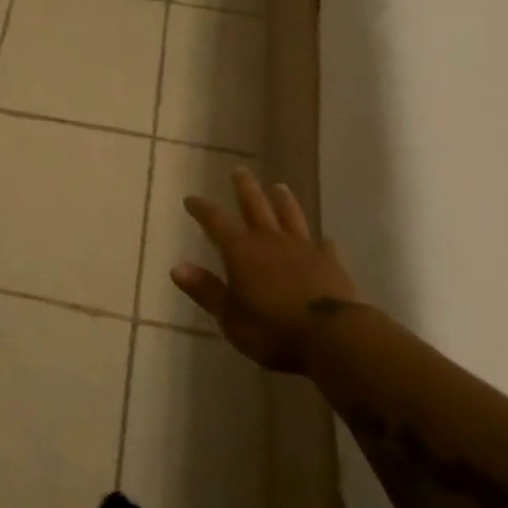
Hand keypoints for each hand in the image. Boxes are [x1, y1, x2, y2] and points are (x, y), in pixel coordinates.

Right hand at [171, 167, 361, 374]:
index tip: (191, 199)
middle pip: (255, 205)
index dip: (202, 208)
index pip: (215, 221)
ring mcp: (303, 248)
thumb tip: (176, 267)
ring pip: (290, 216)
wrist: (330, 336)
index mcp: (241, 251)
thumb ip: (205, 290)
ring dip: (283, 201)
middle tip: (239, 170)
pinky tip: (323, 241)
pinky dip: (321, 242)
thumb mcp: (230, 316)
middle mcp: (270, 240)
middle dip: (244, 187)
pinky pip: (324, 246)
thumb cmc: (272, 329)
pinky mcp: (330, 262)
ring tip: (279, 186)